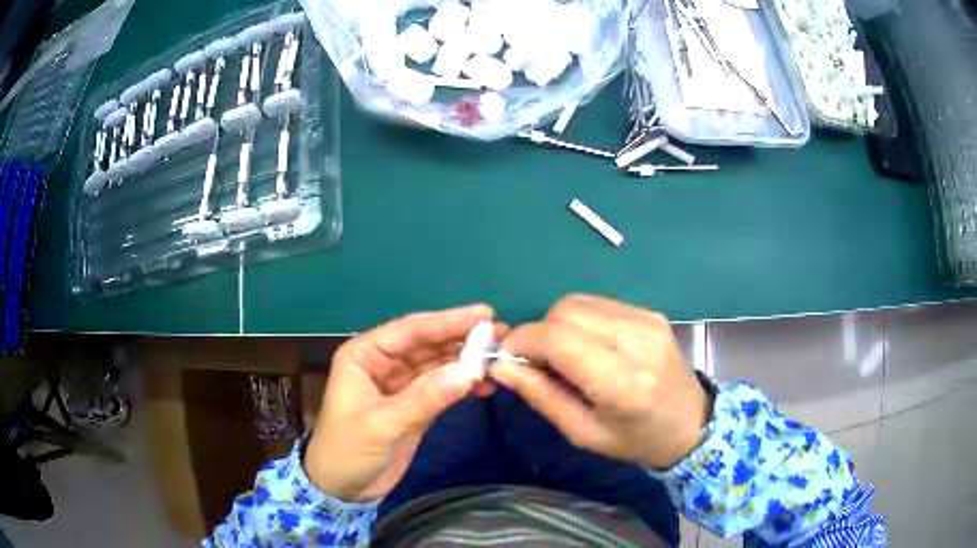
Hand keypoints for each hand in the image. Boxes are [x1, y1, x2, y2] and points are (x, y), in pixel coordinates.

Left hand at [304, 304, 493, 501]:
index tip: (484, 314)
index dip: (447, 321)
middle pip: (427, 343)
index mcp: (365, 355)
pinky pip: (442, 387)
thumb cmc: (348, 450)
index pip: (410, 330)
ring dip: (466, 361)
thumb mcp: (382, 424)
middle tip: (501, 333)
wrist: (343, 489)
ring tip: (500, 356)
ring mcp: (401, 384)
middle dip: (462, 338)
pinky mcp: (415, 405)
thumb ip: (423, 398)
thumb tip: (469, 371)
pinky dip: (463, 385)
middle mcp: (383, 363)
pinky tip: (485, 385)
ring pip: (438, 364)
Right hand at [490, 295, 710, 468]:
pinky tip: (586, 344)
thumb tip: (499, 365)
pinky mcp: (650, 313)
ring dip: (557, 324)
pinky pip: (598, 303)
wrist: (690, 423)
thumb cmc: (634, 439)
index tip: (507, 357)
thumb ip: (541, 395)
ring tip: (562, 354)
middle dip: (538, 332)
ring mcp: (647, 321)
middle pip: (565, 312)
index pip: (558, 339)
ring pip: (578, 302)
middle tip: (535, 361)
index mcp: (622, 383)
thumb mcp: (582, 432)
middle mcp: (637, 342)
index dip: (523, 341)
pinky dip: (579, 320)